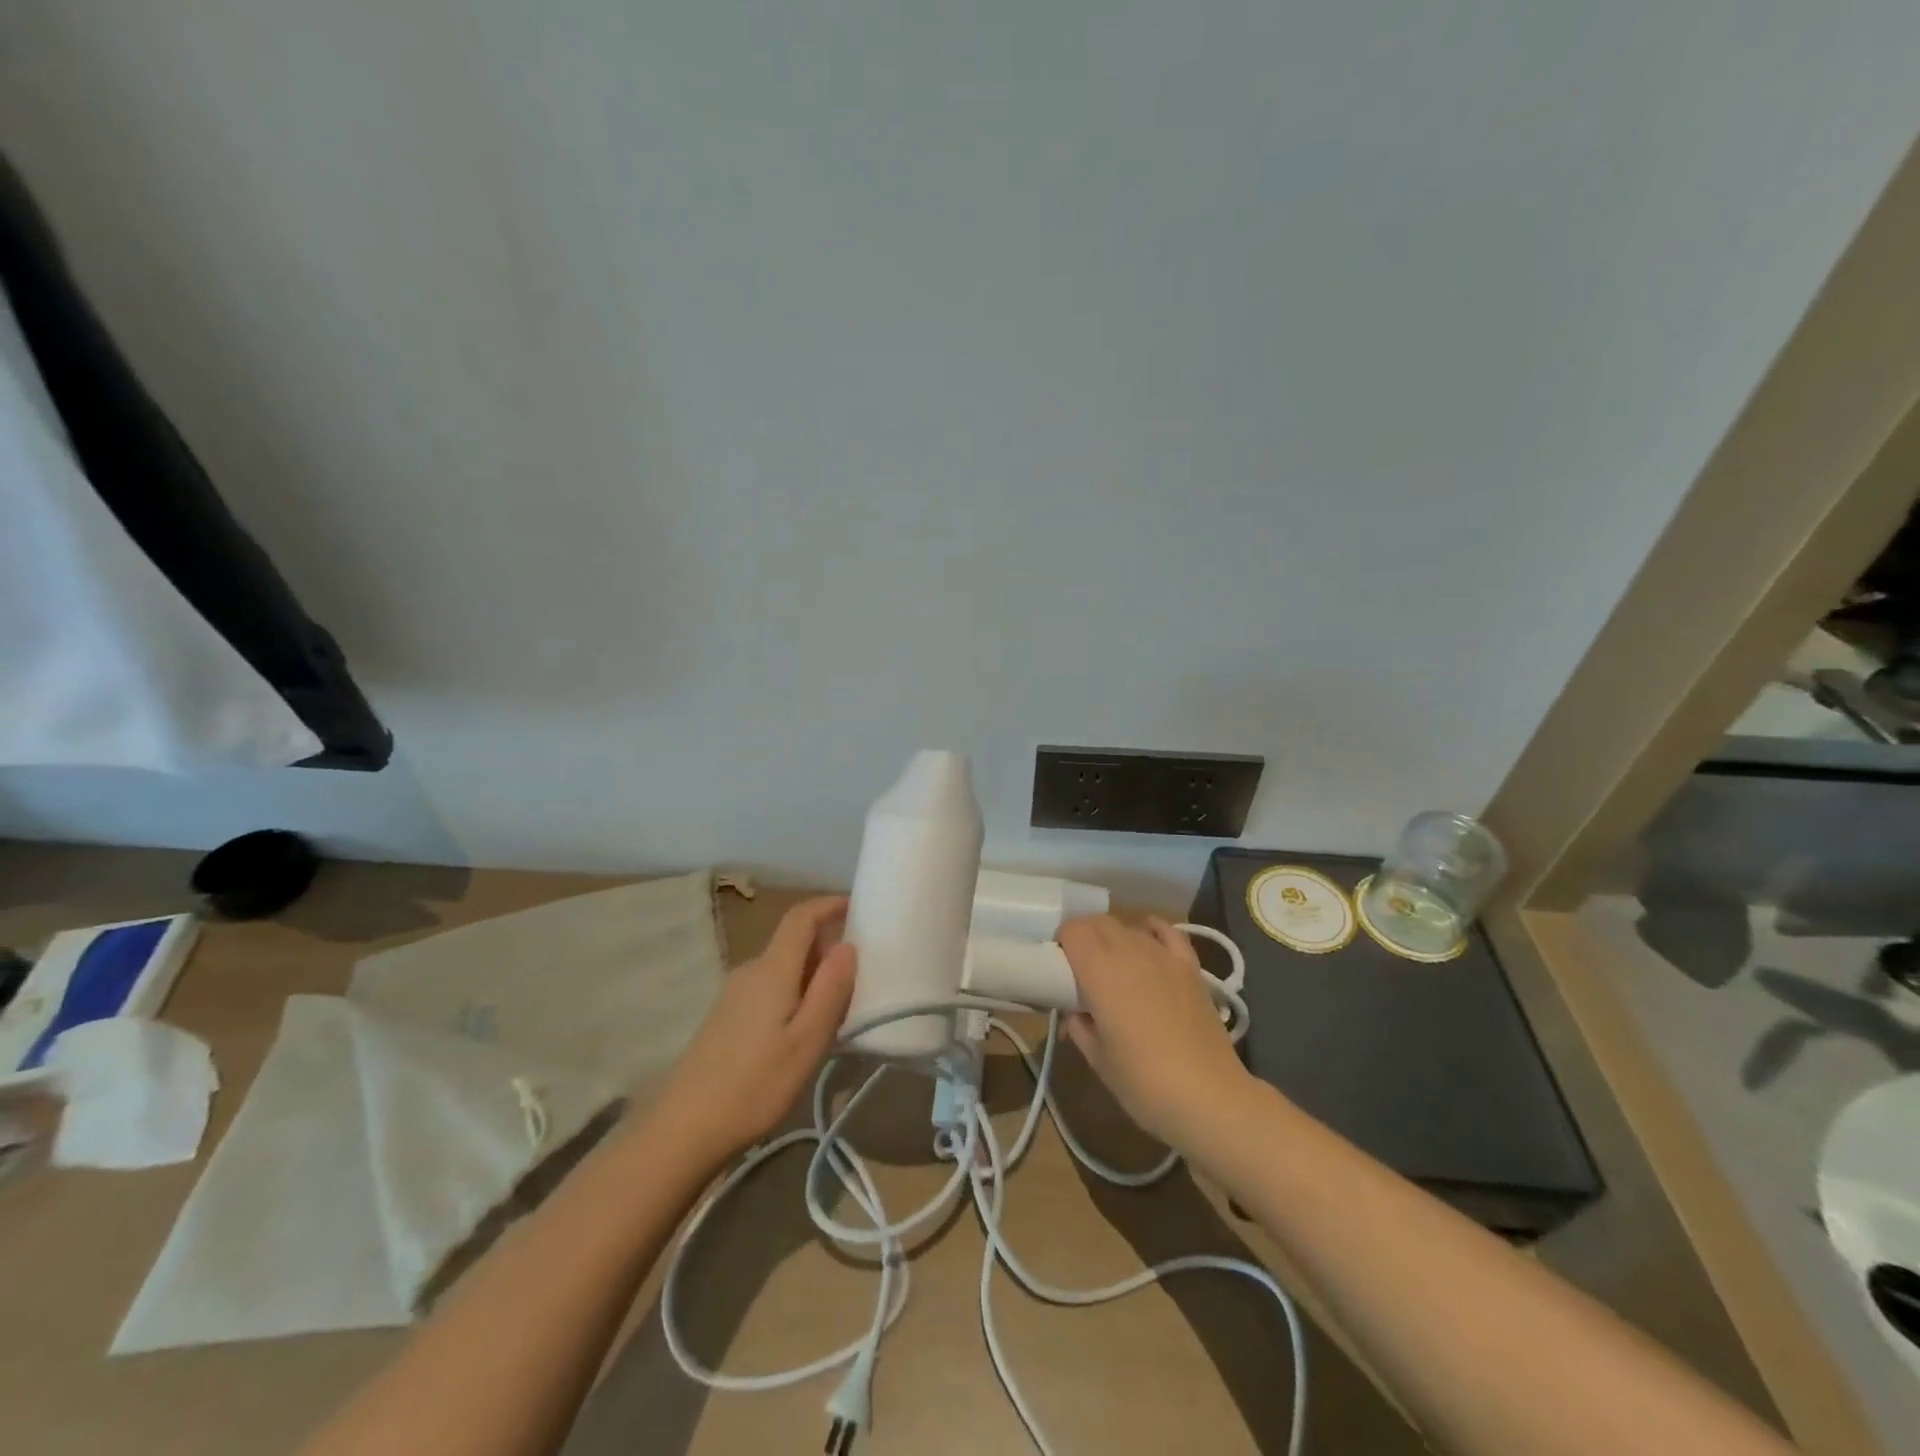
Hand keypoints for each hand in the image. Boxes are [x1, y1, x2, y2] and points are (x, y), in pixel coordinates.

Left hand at [650, 896, 857, 1160]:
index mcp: (772, 969)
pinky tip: (804, 1029)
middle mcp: (750, 970)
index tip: (858, 907)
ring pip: (783, 967)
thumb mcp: (807, 1041)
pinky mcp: (727, 1016)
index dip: (829, 904)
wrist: (684, 1129)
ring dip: (813, 974)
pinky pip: (770, 987)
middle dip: (828, 947)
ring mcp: (734, 994)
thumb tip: (848, 945)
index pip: (801, 916)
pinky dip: (795, 992)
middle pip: (794, 941)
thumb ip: (831, 989)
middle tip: (861, 974)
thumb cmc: (755, 1085)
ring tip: (839, 1007)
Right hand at [1058, 915, 1251, 1150]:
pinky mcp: (1190, 967)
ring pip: (1129, 928)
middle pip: (1099, 922)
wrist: (1210, 1098)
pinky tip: (1148, 938)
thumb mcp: (1097, 1059)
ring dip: (1113, 939)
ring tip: (1113, 968)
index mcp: (1100, 971)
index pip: (1072, 931)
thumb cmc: (1143, 1082)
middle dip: (1083, 937)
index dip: (1061, 942)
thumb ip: (1079, 1026)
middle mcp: (1130, 952)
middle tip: (1079, 968)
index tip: (1058, 967)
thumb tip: (1077, 1013)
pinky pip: (1168, 933)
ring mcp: (1163, 956)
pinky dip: (1153, 930)